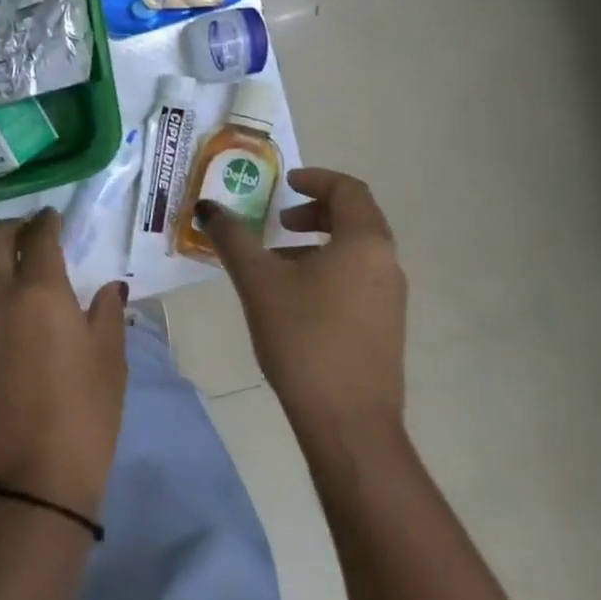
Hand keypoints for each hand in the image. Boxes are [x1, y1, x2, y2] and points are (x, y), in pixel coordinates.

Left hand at [0, 209, 128, 515]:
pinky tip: (0, 303)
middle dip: (12, 227)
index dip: (46, 221)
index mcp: (41, 291)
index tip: (53, 217)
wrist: (29, 479)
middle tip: (31, 232)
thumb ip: (106, 314)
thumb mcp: (109, 360)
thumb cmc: (83, 415)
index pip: (39, 237)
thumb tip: (108, 287)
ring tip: (12, 265)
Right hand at [202, 168, 407, 443]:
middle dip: (314, 212)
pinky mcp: (386, 326)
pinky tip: (296, 300)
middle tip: (278, 222)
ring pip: (356, 251)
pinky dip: (329, 270)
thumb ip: (233, 238)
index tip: (285, 184)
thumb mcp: (258, 283)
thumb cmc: (303, 338)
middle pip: (356, 218)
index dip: (315, 179)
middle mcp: (387, 263)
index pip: (348, 189)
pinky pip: (359, 278)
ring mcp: (392, 298)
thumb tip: (208, 207)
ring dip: (319, 243)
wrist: (348, 421)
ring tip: (278, 263)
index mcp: (364, 242)